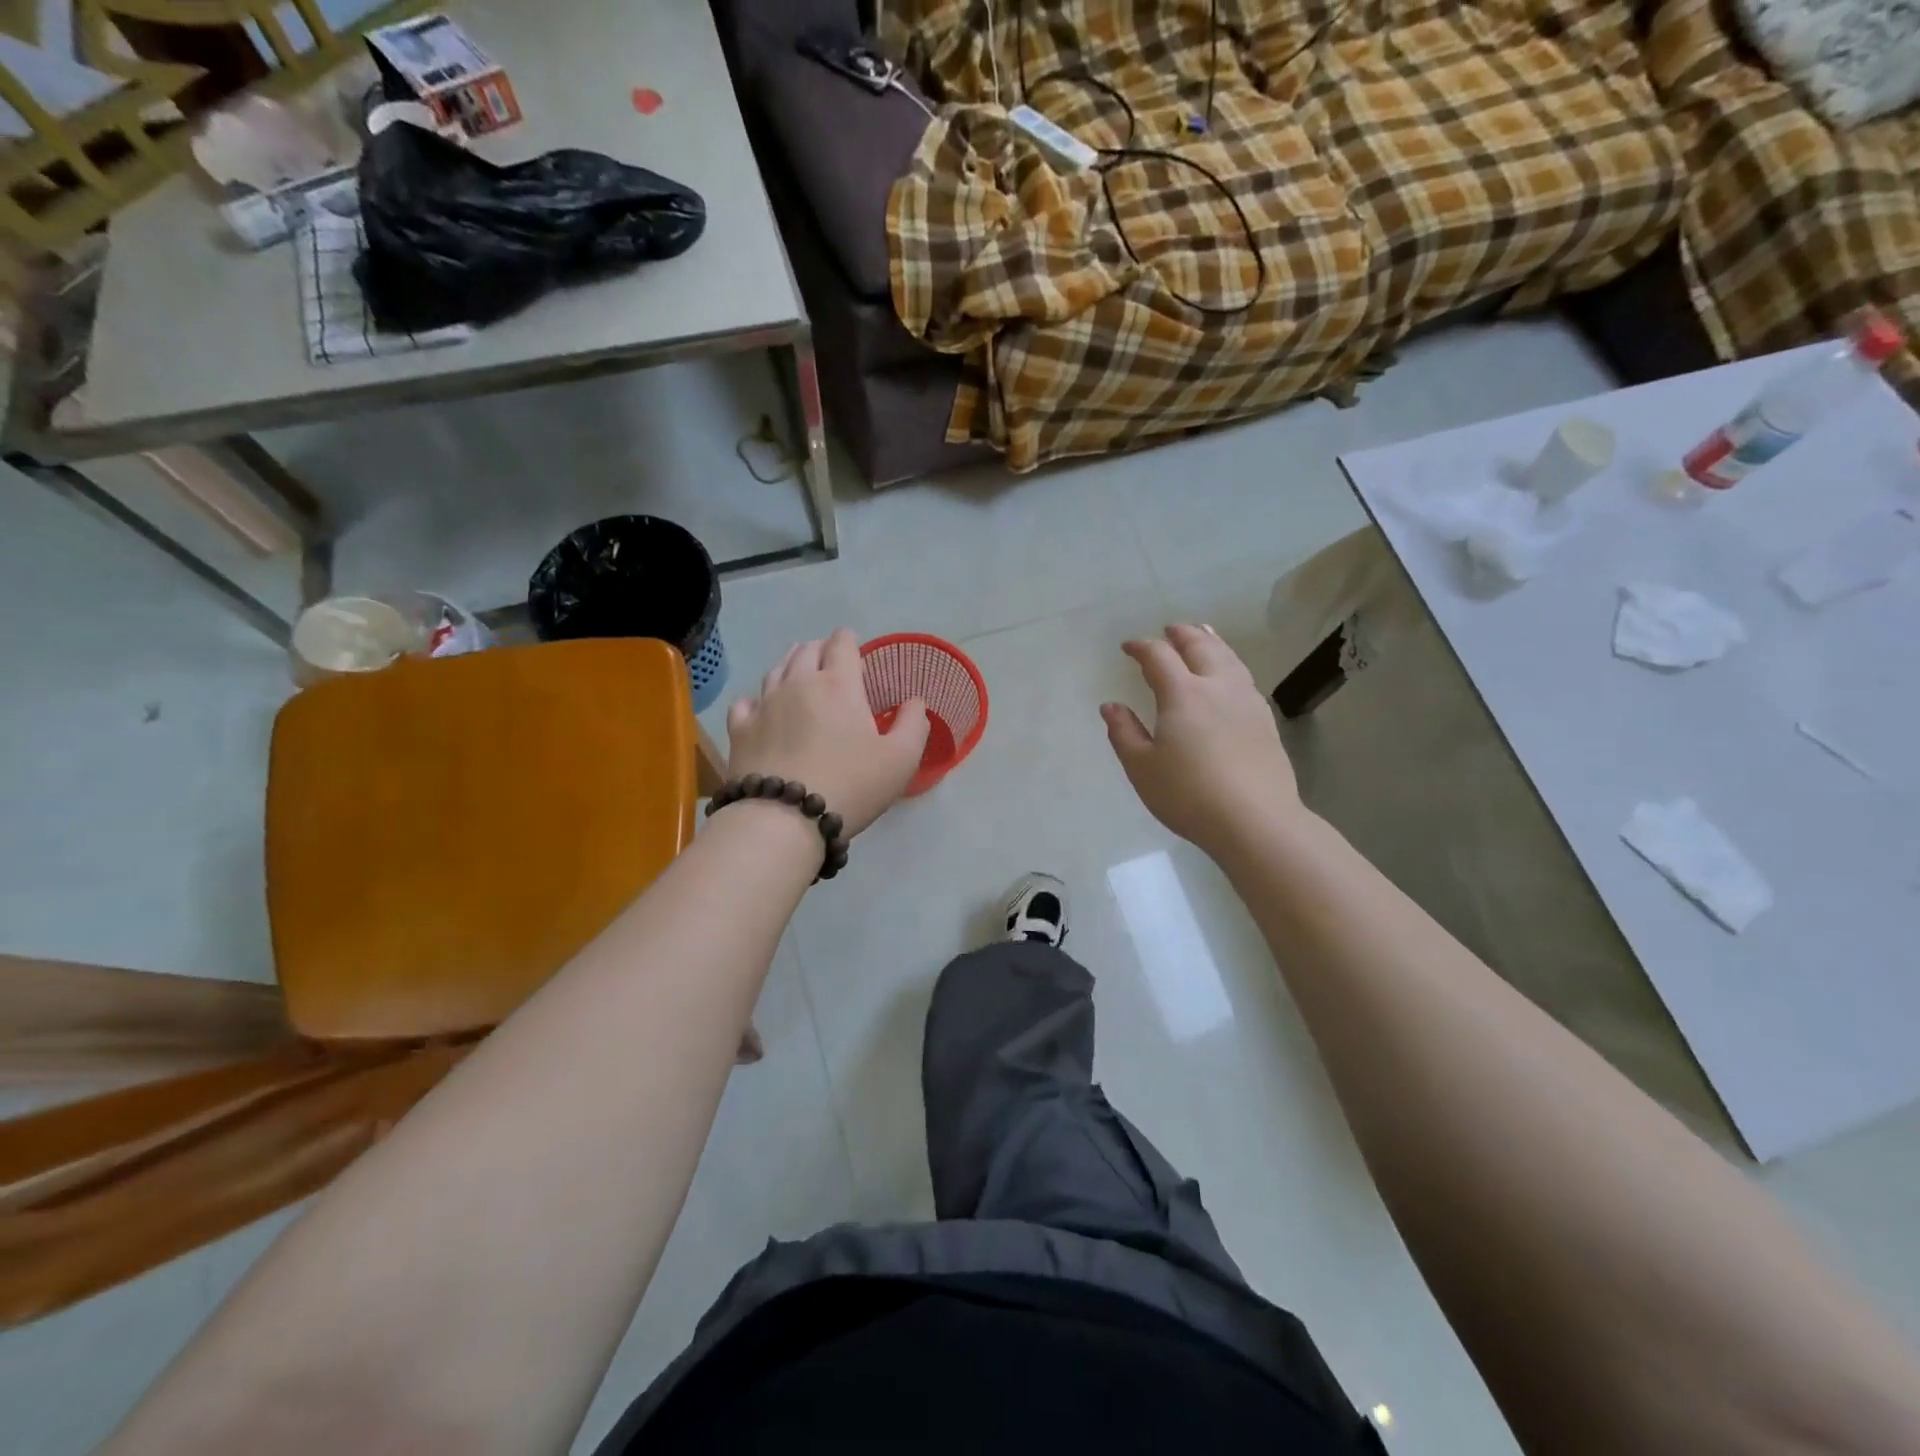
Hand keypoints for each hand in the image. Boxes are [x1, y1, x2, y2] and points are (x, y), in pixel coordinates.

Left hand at [725, 628, 929, 836]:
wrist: (784, 819)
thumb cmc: (850, 786)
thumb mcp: (901, 759)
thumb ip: (913, 724)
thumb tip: (915, 701)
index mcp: (839, 685)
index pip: (842, 644)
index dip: (849, 641)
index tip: (854, 648)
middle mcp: (798, 683)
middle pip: (806, 650)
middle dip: (820, 649)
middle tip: (829, 661)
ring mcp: (764, 705)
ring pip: (775, 670)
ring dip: (790, 666)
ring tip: (798, 674)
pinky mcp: (739, 729)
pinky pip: (746, 702)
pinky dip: (757, 699)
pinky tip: (761, 708)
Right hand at [1104, 624, 1303, 854]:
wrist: (1255, 821)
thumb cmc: (1189, 795)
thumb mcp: (1142, 768)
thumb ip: (1124, 733)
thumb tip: (1110, 706)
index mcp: (1182, 694)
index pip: (1159, 657)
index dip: (1141, 647)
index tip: (1127, 648)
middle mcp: (1217, 687)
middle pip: (1200, 646)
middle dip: (1181, 634)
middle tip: (1168, 630)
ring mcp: (1247, 701)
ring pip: (1228, 657)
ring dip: (1211, 641)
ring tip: (1203, 634)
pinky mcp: (1265, 720)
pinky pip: (1244, 676)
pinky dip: (1230, 662)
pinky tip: (1229, 674)